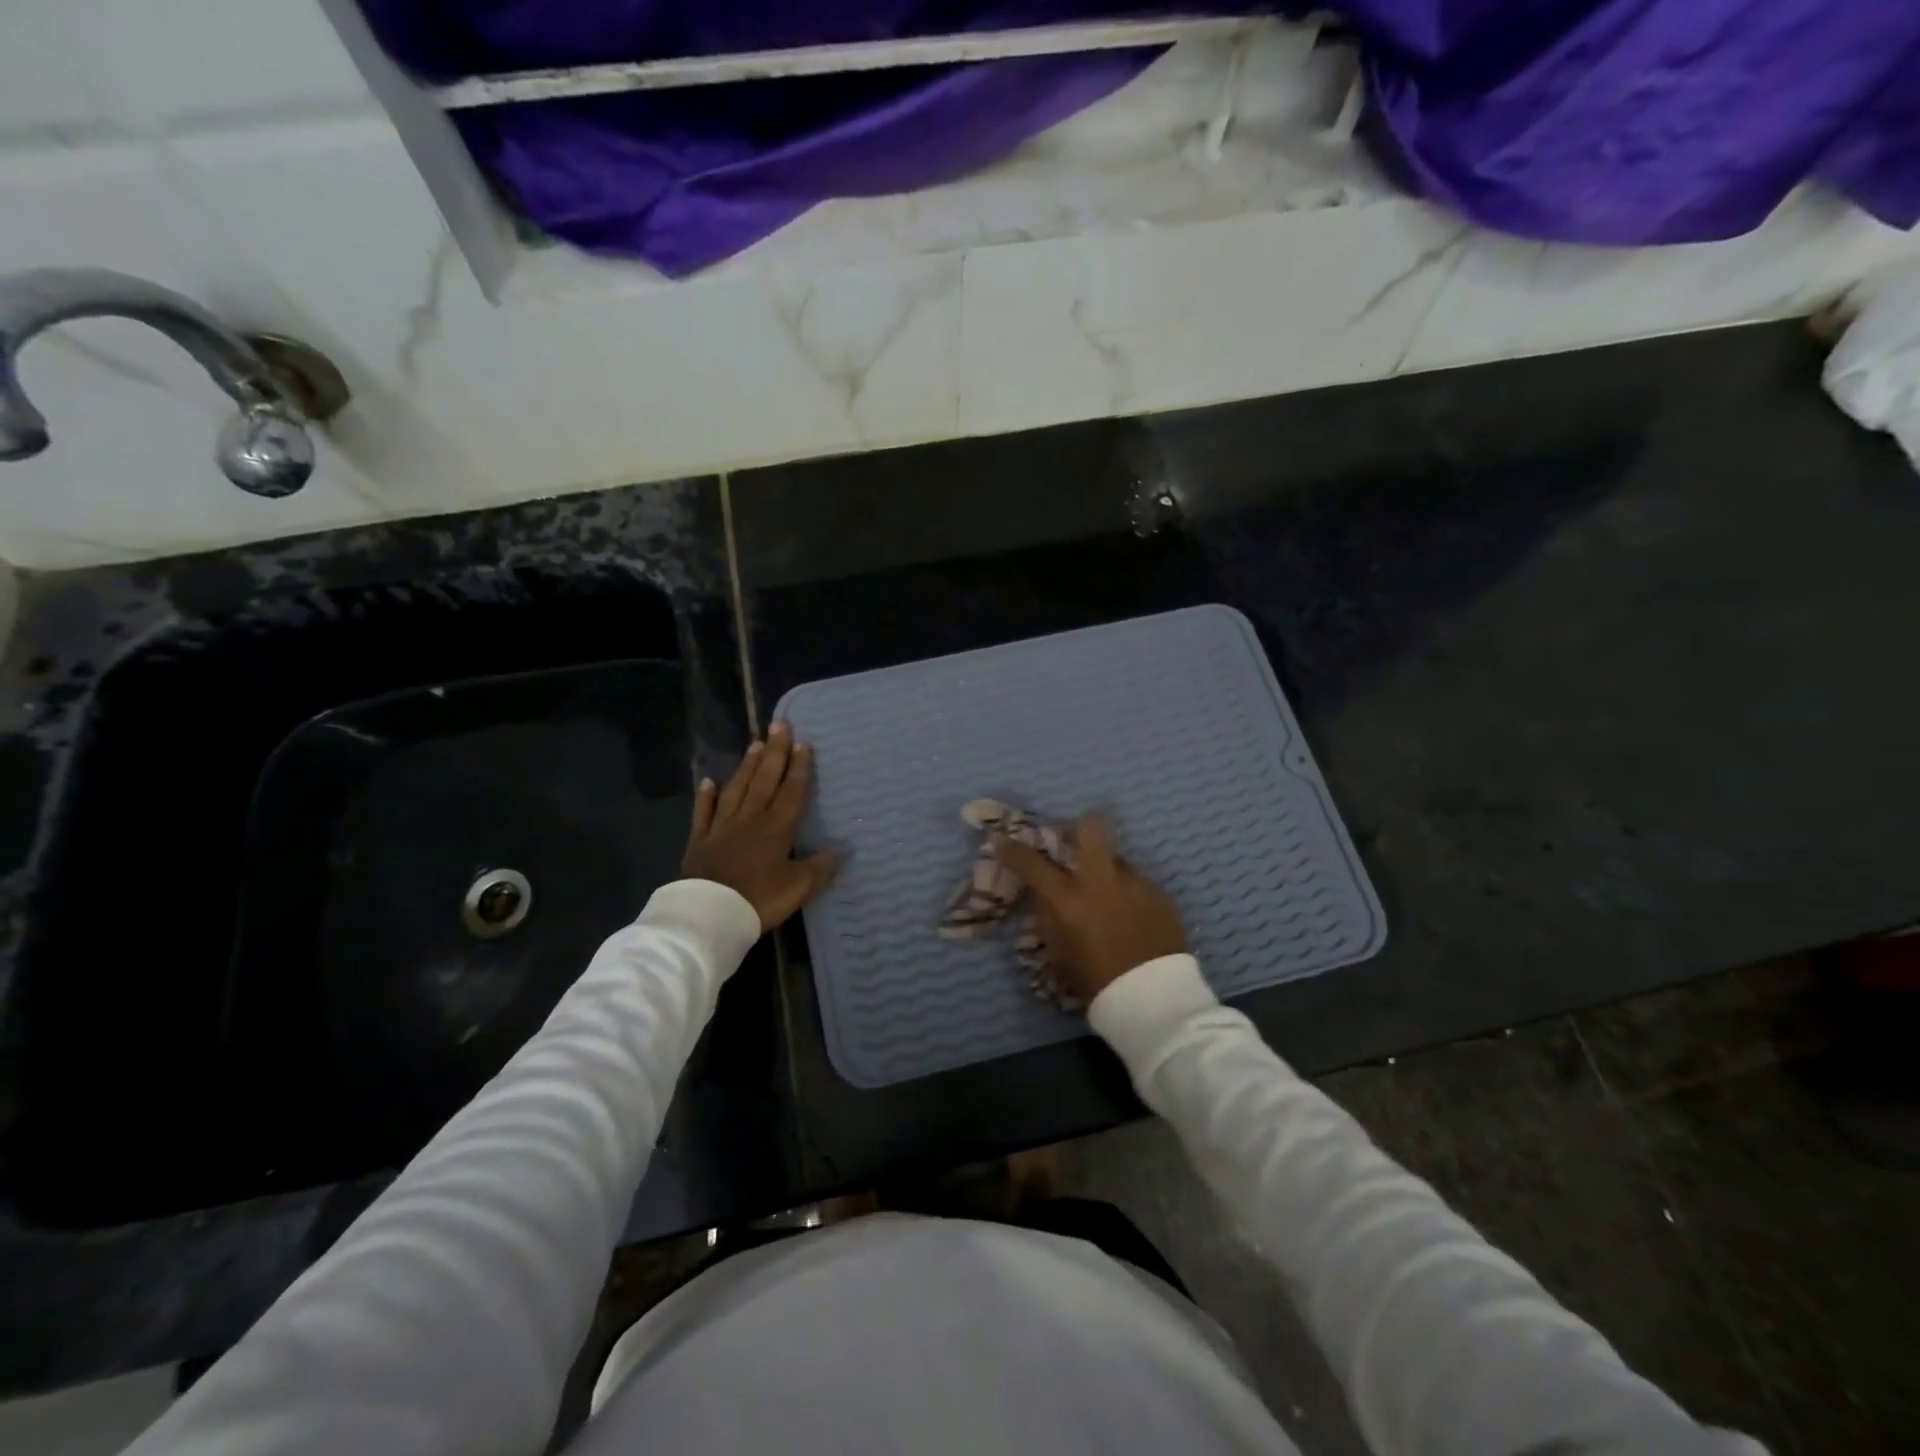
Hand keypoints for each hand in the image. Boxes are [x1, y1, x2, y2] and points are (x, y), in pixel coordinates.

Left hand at [682, 722, 837, 931]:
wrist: (709, 915)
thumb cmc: (759, 899)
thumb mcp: (798, 888)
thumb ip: (818, 868)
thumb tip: (837, 853)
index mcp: (776, 828)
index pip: (791, 792)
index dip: (798, 767)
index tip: (803, 743)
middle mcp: (750, 820)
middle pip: (764, 781)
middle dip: (774, 753)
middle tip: (779, 725)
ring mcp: (721, 828)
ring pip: (736, 790)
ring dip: (746, 767)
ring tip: (754, 745)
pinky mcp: (699, 842)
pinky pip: (703, 814)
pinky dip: (706, 797)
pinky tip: (708, 782)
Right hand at [993, 815, 1185, 1005]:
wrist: (1154, 1000)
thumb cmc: (1096, 981)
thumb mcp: (1058, 952)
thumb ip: (1047, 915)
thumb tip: (1043, 893)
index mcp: (1069, 899)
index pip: (1031, 863)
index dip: (1011, 849)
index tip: (1002, 841)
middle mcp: (1102, 881)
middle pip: (1091, 827)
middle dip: (1078, 827)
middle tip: (1073, 843)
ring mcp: (1135, 882)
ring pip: (1116, 858)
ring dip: (1106, 870)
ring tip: (1108, 897)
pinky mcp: (1160, 893)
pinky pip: (1137, 882)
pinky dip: (1127, 893)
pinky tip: (1131, 916)